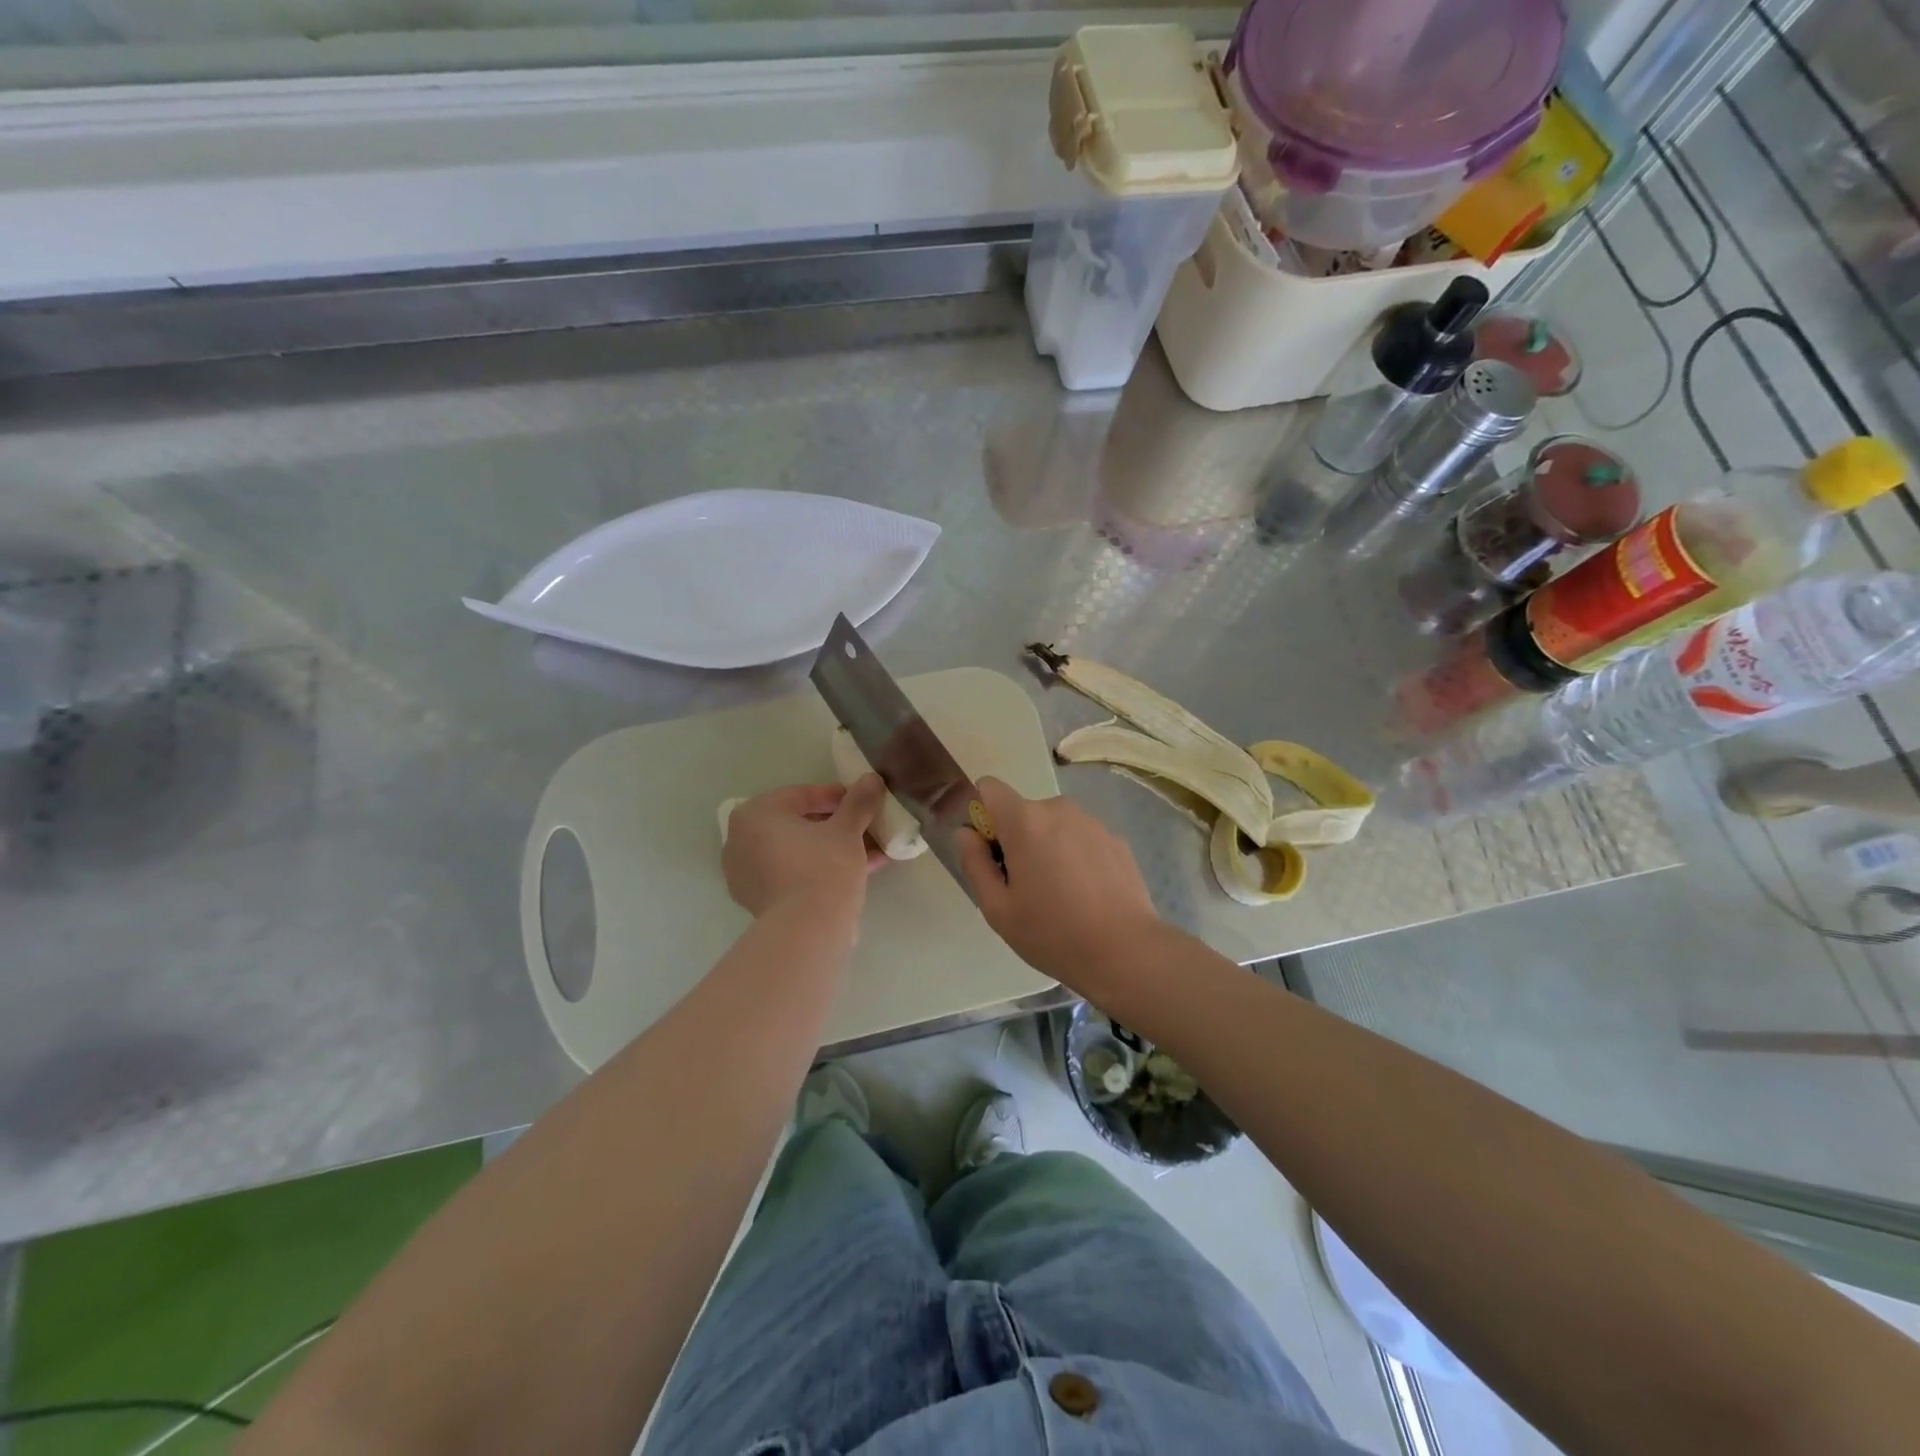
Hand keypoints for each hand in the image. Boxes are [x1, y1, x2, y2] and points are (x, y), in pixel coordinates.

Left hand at [723, 777, 888, 919]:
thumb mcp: (847, 830)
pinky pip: (795, 874)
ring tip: (872, 851)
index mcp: (754, 815)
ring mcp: (747, 875)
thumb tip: (871, 779)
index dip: (838, 797)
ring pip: (799, 852)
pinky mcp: (760, 902)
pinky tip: (860, 873)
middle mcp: (741, 841)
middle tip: (867, 827)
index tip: (864, 803)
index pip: (802, 795)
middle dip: (837, 826)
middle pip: (799, 824)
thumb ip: (858, 802)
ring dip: (834, 849)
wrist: (806, 932)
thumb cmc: (822, 867)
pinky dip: (822, 870)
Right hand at [957, 776, 1164, 988]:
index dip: (983, 815)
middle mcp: (1059, 809)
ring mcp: (1092, 822)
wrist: (1125, 951)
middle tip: (1025, 887)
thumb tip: (966, 834)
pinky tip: (1087, 896)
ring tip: (1061, 895)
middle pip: (1024, 812)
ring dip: (1049, 848)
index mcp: (1025, 821)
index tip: (991, 851)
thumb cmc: (1052, 932)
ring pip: (1055, 826)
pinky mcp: (1117, 840)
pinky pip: (1082, 839)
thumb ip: (974, 863)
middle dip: (1018, 839)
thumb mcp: (997, 908)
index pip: (990, 788)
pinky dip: (1077, 858)